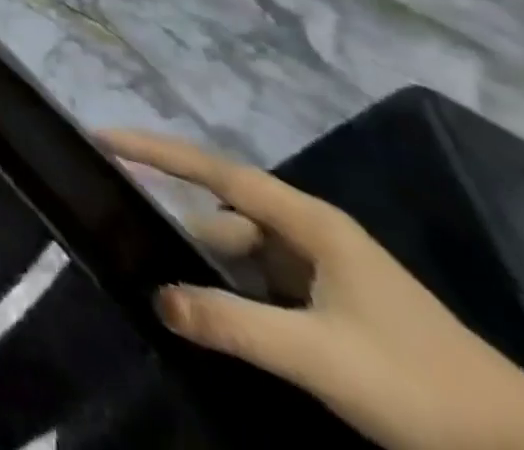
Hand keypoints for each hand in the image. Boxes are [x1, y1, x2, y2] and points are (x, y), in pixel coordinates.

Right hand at [101, 131, 523, 449]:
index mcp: (308, 222)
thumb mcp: (319, 356)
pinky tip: (219, 328)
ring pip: (246, 259)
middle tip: (133, 256)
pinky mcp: (337, 310)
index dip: (156, 151)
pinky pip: (267, 290)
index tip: (103, 138)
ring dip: (211, 277)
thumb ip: (233, 324)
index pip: (214, 169)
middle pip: (226, 220)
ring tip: (172, 304)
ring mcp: (327, 273)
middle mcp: (312, 235)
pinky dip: (238, 301)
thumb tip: (156, 296)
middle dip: (183, 236)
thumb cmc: (420, 386)